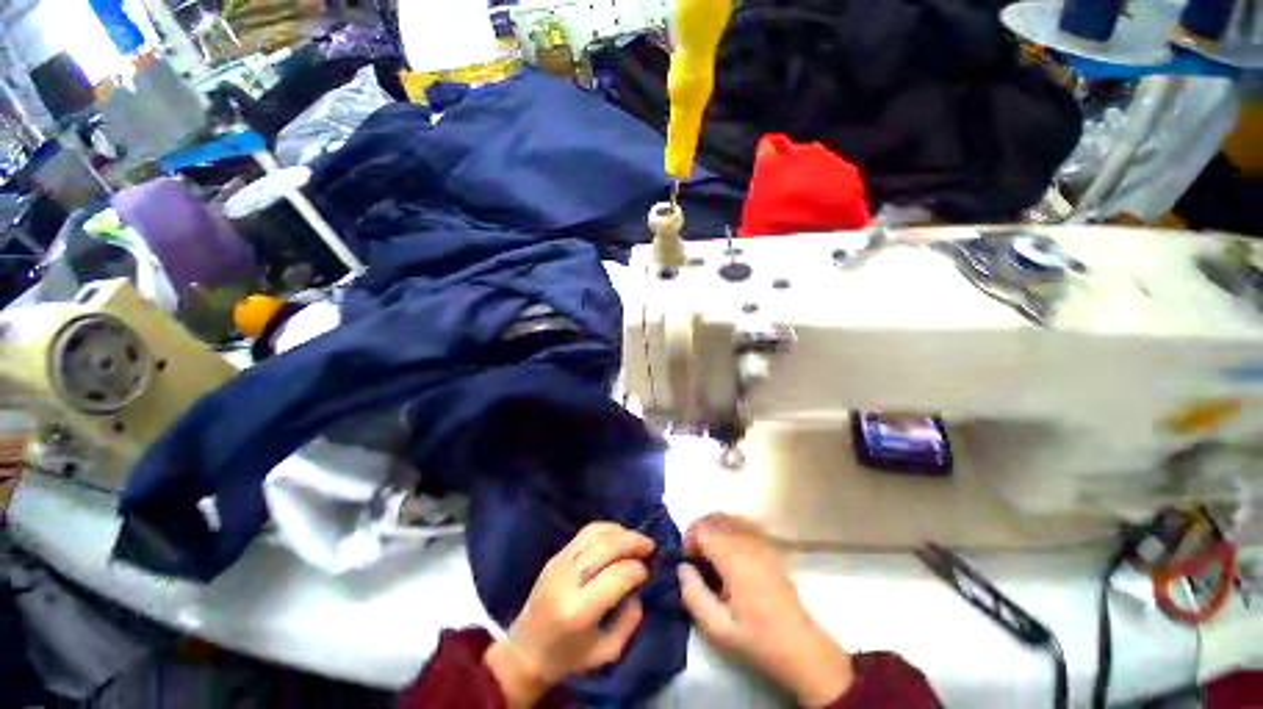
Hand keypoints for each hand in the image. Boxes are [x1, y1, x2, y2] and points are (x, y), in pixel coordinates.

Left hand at [484, 522, 653, 707]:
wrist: (525, 650)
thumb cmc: (567, 657)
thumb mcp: (605, 653)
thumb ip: (628, 624)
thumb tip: (639, 592)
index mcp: (578, 611)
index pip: (616, 576)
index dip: (637, 570)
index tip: (647, 572)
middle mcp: (567, 581)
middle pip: (605, 547)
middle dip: (632, 542)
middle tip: (650, 547)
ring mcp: (558, 563)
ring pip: (595, 533)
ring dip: (621, 532)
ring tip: (636, 540)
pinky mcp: (555, 555)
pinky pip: (584, 532)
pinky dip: (606, 529)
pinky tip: (618, 536)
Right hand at [677, 513, 854, 707]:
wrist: (799, 646)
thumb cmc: (756, 638)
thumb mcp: (718, 628)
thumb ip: (693, 595)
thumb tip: (683, 568)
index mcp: (734, 558)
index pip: (703, 528)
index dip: (689, 540)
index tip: (688, 561)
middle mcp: (747, 541)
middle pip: (715, 517)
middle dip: (699, 531)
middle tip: (695, 557)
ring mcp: (762, 541)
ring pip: (729, 517)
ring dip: (714, 528)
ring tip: (711, 553)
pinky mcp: (770, 546)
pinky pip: (744, 524)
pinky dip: (730, 528)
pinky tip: (730, 551)